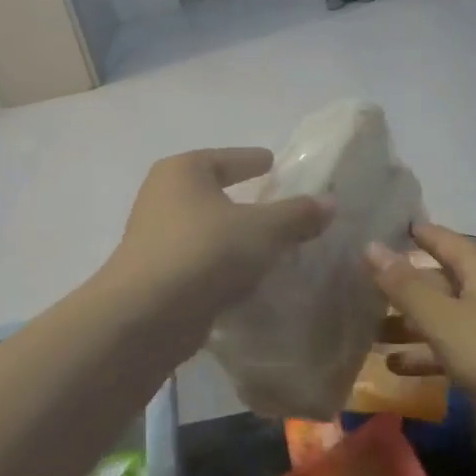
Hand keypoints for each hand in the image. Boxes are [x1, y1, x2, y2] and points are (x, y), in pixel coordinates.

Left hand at [107, 148, 331, 341]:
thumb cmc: (205, 252)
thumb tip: (330, 201)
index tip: (272, 162)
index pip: (226, 158)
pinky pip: (197, 261)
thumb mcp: (263, 229)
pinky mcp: (153, 275)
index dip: (251, 160)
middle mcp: (161, 196)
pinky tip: (244, 278)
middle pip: (211, 191)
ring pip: (203, 228)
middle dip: (240, 199)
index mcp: (183, 171)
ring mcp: (152, 237)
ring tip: (266, 244)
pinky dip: (219, 264)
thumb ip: (297, 214)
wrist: (145, 317)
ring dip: (230, 235)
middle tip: (274, 202)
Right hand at [368, 223, 475, 439]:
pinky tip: (399, 369)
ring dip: (411, 325)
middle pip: (441, 279)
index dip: (411, 232)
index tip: (379, 229)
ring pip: (448, 316)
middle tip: (361, 289)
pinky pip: (461, 345)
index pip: (440, 238)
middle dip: (402, 287)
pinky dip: (432, 352)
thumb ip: (405, 286)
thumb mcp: (444, 321)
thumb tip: (370, 244)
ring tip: (370, 335)